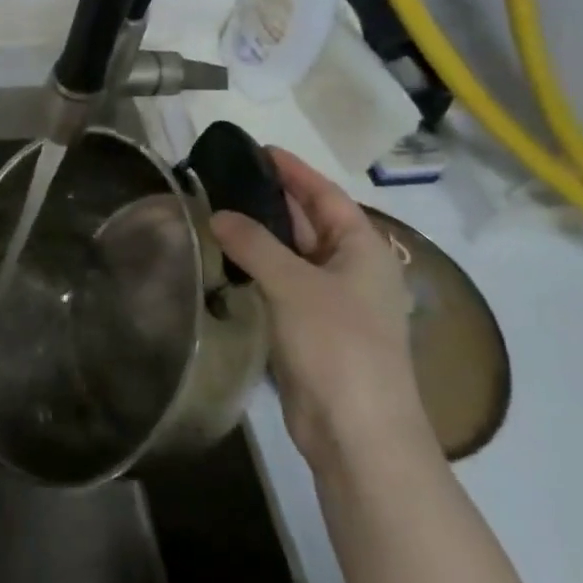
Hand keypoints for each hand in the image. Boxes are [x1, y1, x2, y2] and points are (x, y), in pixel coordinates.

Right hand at [212, 148, 430, 471]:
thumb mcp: (293, 284)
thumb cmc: (336, 344)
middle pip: (311, 221)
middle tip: (227, 177)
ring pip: (295, 255)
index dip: (293, 170)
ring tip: (219, 211)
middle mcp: (353, 268)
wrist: (357, 432)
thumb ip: (254, 244)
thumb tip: (218, 215)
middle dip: (273, 200)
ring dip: (263, 236)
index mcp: (364, 248)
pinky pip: (285, 285)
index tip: (258, 149)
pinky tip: (229, 260)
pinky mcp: (315, 329)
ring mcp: (335, 301)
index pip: (325, 194)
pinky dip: (260, 269)